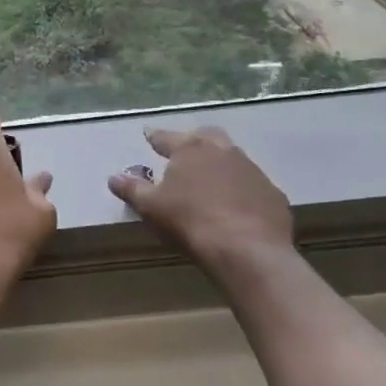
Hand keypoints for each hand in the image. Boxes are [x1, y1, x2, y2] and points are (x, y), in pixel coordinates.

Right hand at [108, 126, 293, 273]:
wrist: (248, 250)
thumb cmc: (190, 222)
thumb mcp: (151, 207)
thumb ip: (132, 189)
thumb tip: (113, 177)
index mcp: (190, 149)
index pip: (167, 137)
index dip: (155, 137)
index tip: (148, 135)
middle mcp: (223, 151)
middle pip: (207, 136)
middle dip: (195, 141)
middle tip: (185, 153)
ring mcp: (252, 170)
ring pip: (233, 158)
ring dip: (221, 165)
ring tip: (211, 182)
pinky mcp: (272, 193)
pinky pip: (252, 185)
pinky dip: (242, 189)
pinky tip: (237, 206)